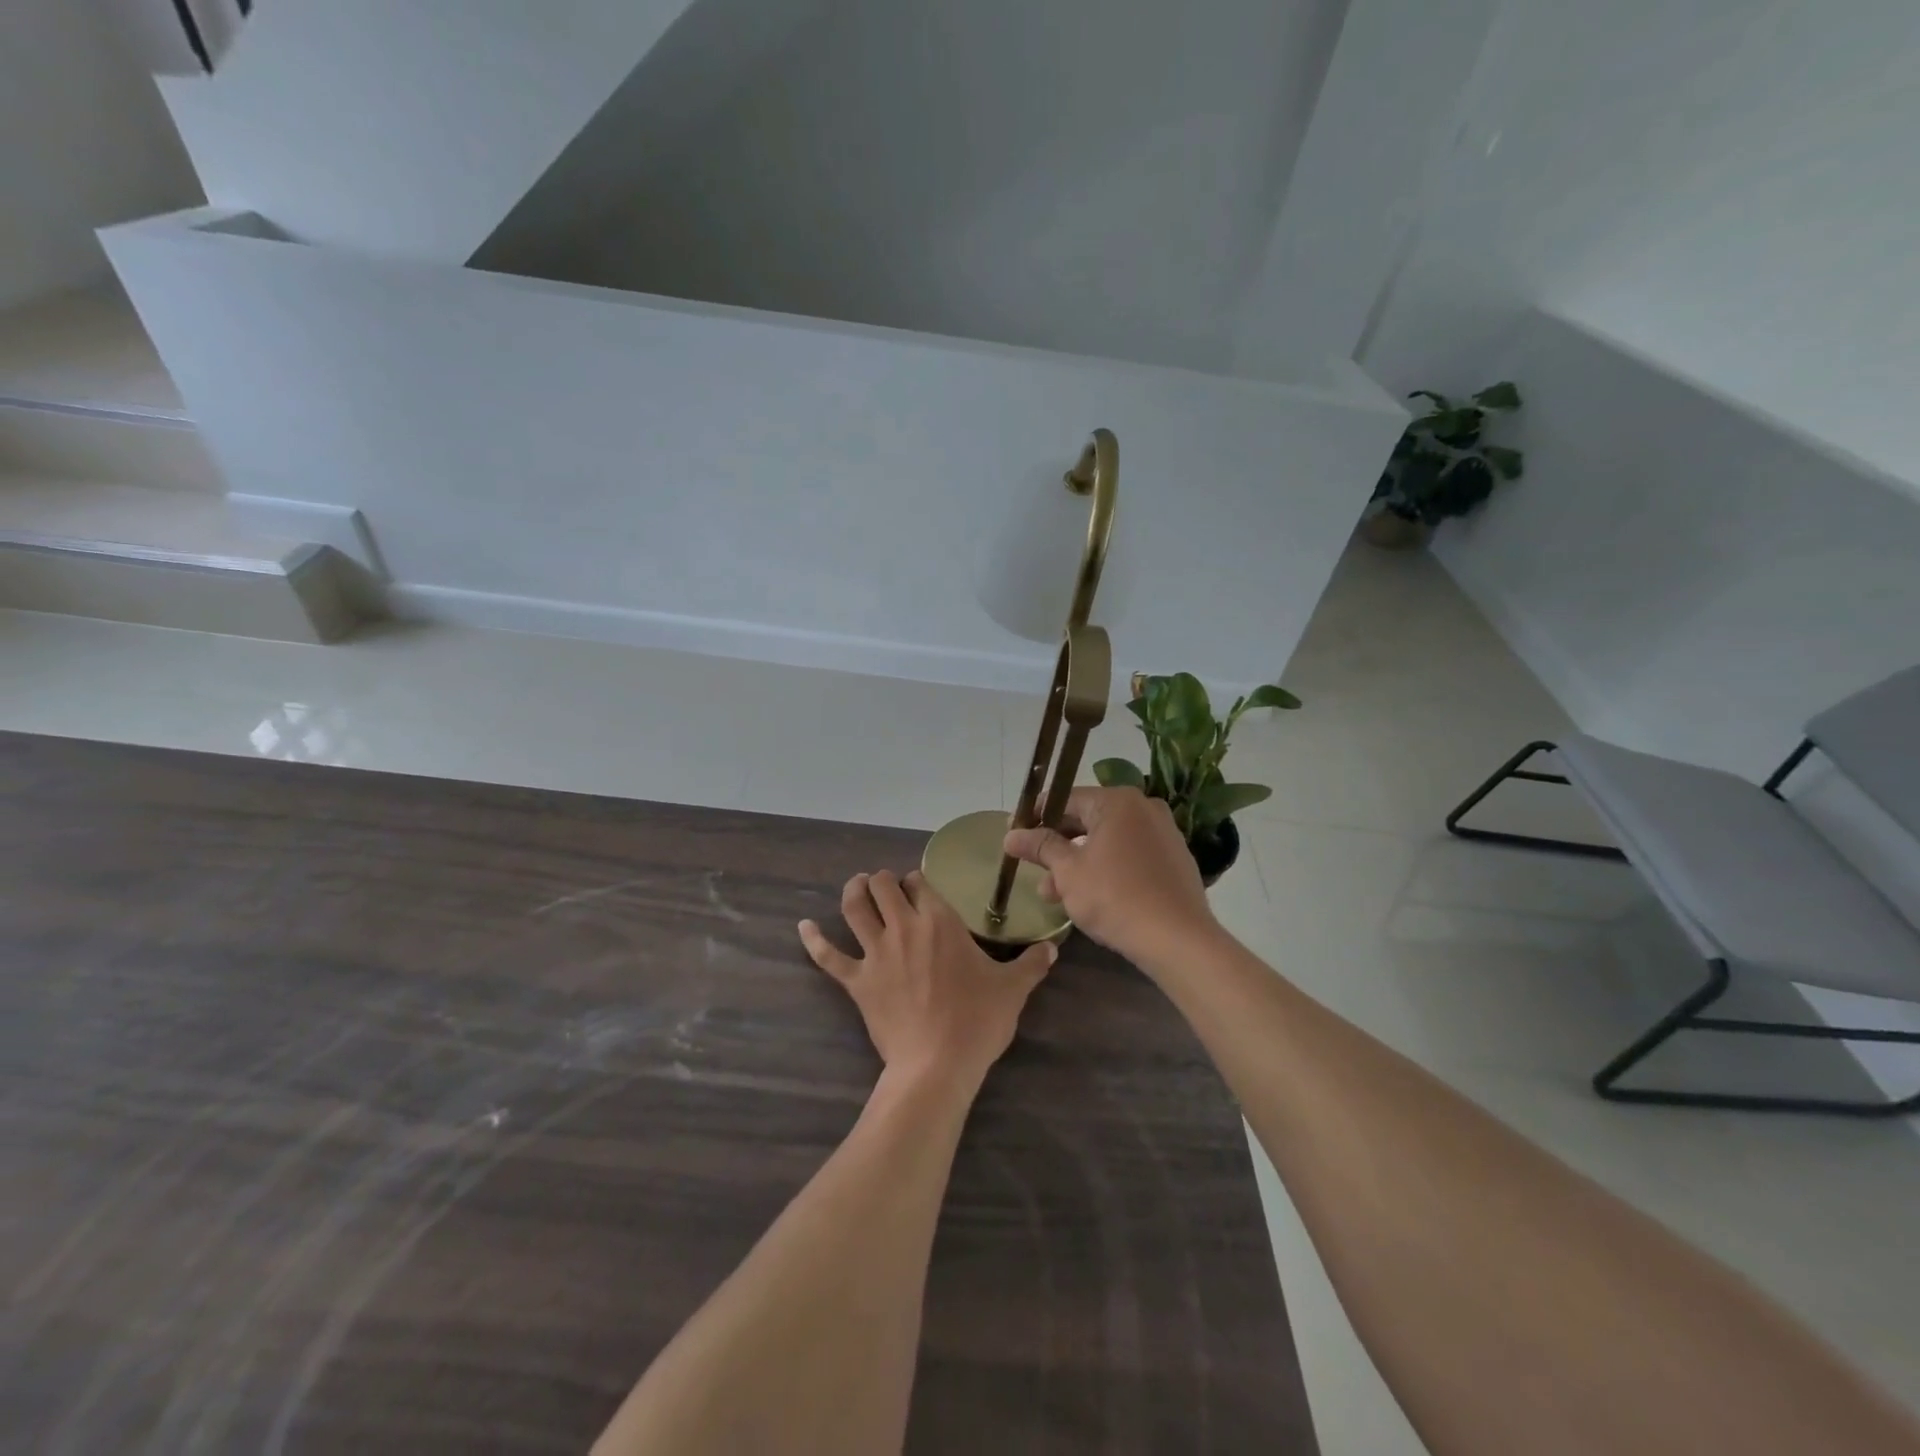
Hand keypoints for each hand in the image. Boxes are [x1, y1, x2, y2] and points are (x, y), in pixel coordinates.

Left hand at [798, 869, 1054, 1091]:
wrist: (936, 1064)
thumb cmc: (977, 1021)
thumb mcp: (1013, 990)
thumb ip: (1032, 964)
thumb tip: (1052, 948)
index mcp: (940, 922)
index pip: (921, 884)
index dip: (918, 881)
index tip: (921, 888)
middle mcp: (904, 927)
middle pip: (884, 887)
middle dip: (885, 880)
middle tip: (890, 886)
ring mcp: (876, 953)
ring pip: (854, 908)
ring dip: (853, 892)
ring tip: (857, 885)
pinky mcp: (857, 981)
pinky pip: (828, 956)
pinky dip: (813, 940)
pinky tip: (803, 926)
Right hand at [1001, 786, 1217, 969]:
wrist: (1178, 939)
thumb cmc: (1115, 897)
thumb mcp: (1068, 871)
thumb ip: (1040, 847)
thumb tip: (1010, 835)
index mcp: (1118, 801)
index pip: (1066, 800)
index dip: (1036, 819)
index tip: (1015, 837)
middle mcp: (1144, 808)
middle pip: (1087, 821)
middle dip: (1057, 848)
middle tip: (1032, 871)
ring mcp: (1163, 834)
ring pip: (1107, 842)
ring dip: (1078, 864)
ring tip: (1053, 897)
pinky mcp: (1174, 860)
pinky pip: (1129, 856)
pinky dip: (1106, 870)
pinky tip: (1089, 898)